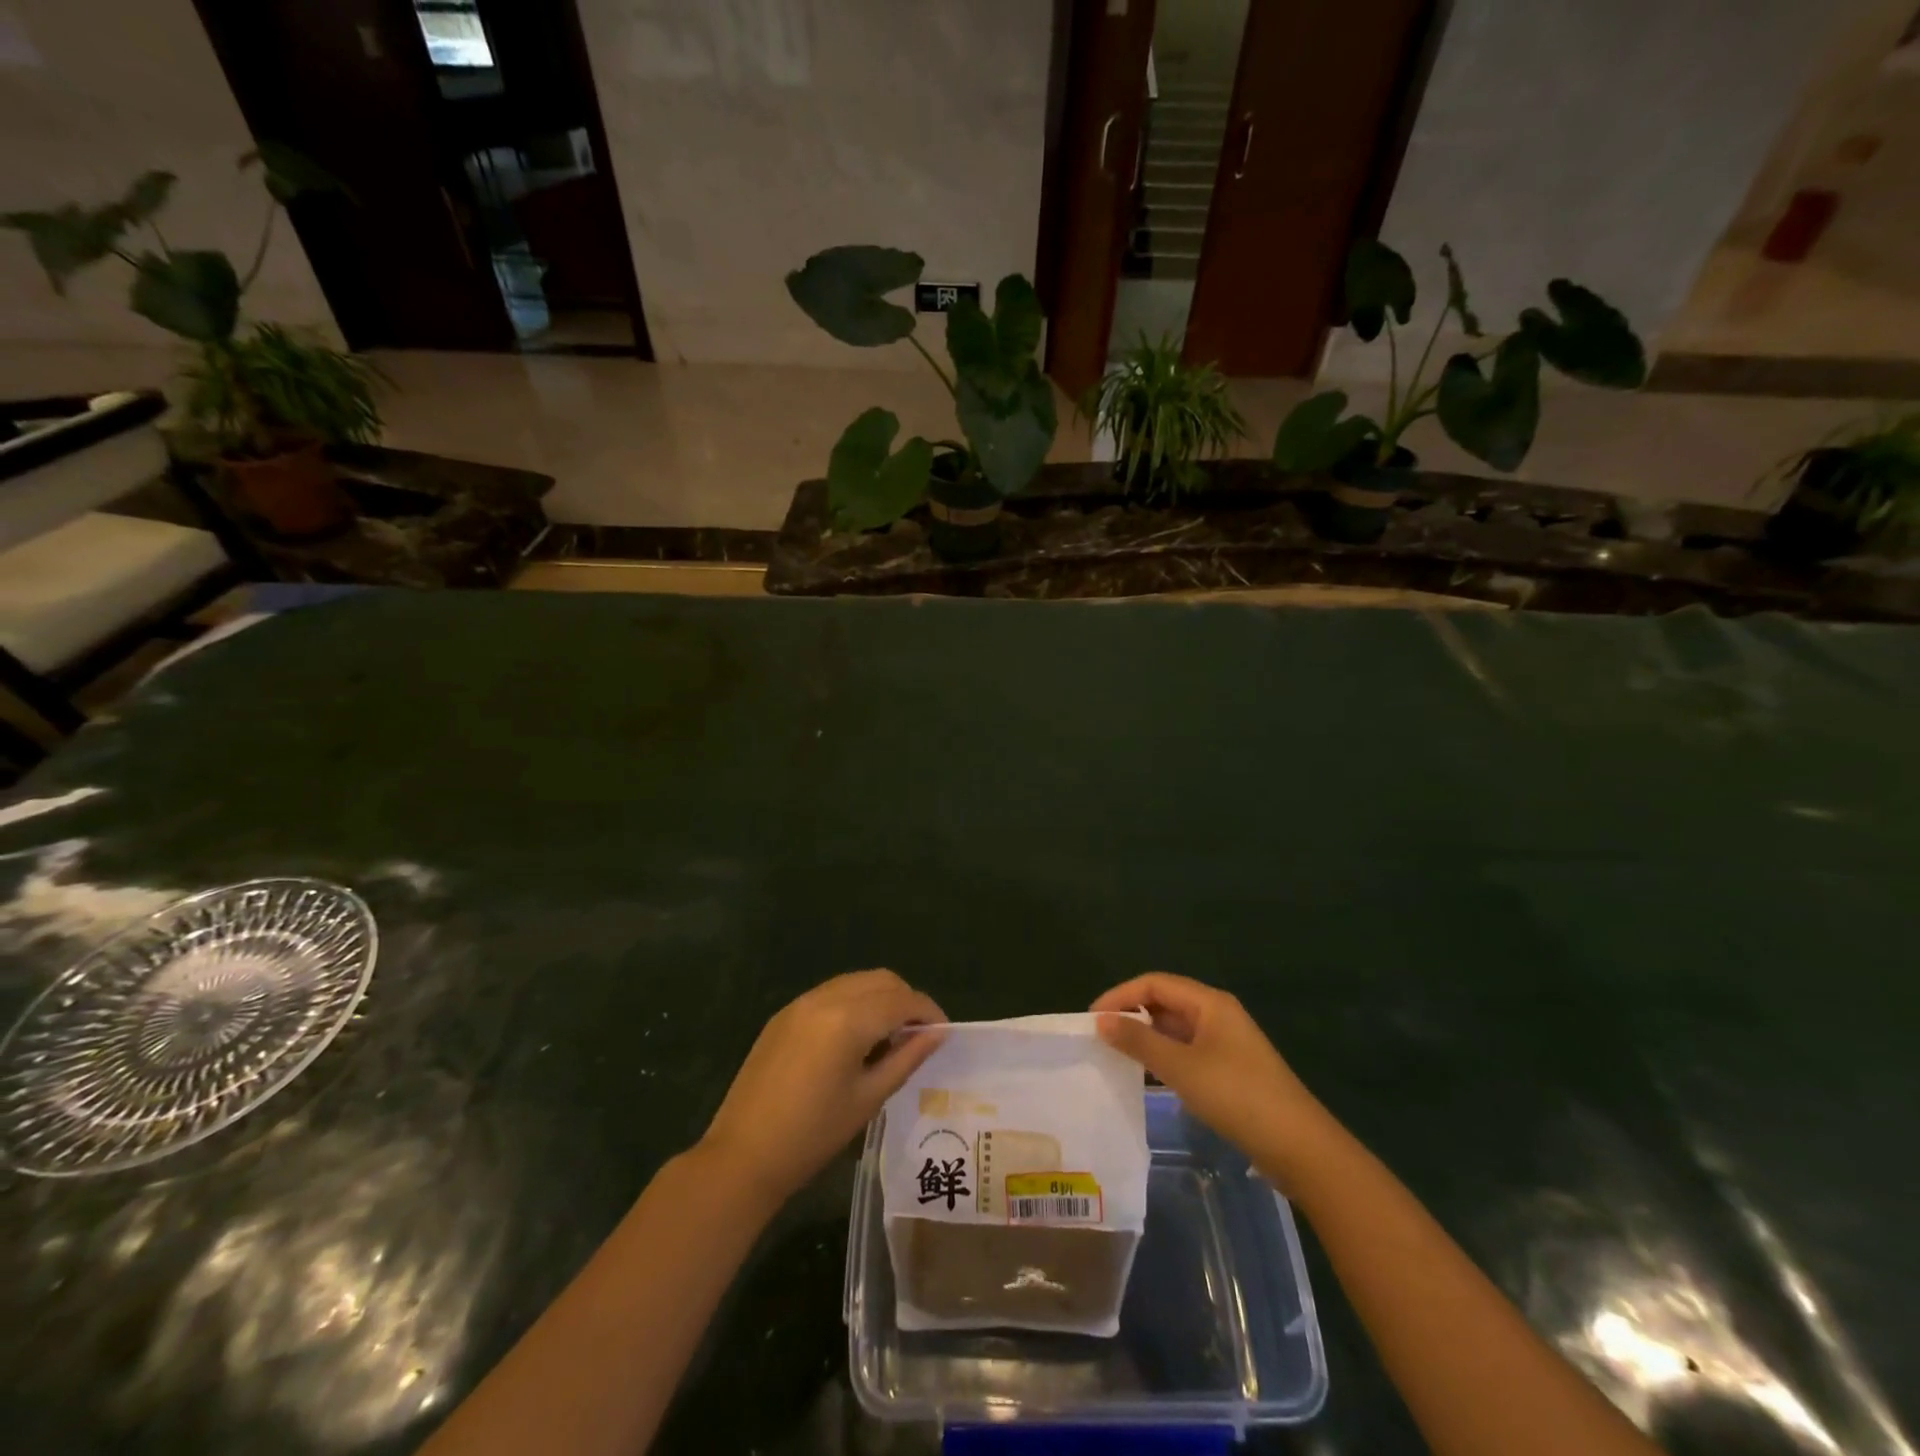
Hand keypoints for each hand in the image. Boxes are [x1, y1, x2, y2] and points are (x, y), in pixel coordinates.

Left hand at [699, 969, 945, 1207]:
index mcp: (849, 1019)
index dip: (928, 1012)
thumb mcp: (869, 1098)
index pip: (902, 1000)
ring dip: (880, 998)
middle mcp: (826, 998)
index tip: (943, 1034)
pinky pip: (831, 993)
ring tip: (889, 1037)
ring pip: (856, 982)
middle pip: (881, 980)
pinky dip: (854, 1003)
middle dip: (906, 1000)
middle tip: (918, 1035)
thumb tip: (938, 1033)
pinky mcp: (784, 1014)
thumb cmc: (813, 1135)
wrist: (742, 1156)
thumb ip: (906, 1058)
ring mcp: (801, 1003)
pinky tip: (855, 1038)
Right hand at [1092, 972, 1334, 1182]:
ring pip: (1175, 1028)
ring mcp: (1225, 1042)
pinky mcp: (1229, 1069)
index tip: (1092, 1019)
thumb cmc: (1237, 1095)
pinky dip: (1163, 1055)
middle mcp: (1217, 1014)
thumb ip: (1139, 1041)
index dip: (1120, 995)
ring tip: (1116, 1054)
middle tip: (1100, 1037)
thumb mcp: (1181, 1067)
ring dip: (1146, 1036)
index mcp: (1209, 1002)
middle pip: (1165, 1001)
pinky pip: (1186, 1050)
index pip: (1154, 983)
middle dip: (1131, 1014)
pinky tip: (1148, 1074)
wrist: (1299, 1146)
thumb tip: (1101, 1020)